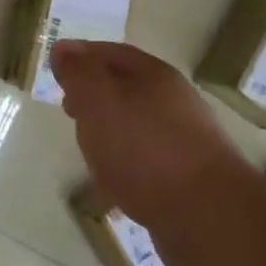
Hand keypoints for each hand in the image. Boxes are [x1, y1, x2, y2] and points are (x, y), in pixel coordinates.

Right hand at [51, 40, 249, 236]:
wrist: (209, 217)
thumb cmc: (144, 149)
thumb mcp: (98, 100)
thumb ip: (79, 73)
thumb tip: (64, 48)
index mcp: (154, 75)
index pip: (111, 52)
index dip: (82, 56)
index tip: (56, 69)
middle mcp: (175, 101)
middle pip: (127, 86)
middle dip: (95, 92)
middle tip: (68, 106)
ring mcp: (186, 140)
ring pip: (138, 123)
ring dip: (110, 128)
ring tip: (87, 144)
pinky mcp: (189, 178)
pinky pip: (149, 158)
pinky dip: (127, 160)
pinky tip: (115, 179)